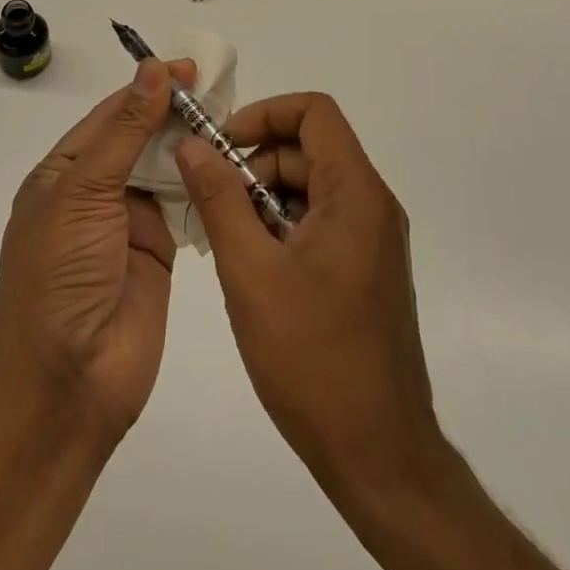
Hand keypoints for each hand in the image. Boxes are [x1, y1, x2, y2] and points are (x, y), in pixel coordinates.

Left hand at [0, 57, 195, 439]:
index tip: (189, 68)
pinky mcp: (160, 251)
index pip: (111, 114)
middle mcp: (96, 191)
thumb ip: (124, 131)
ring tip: (234, 119)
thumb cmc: (60, 274)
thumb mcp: (83, 192)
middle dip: (175, 114)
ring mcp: (129, 222)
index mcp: (64, 172)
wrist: (67, 382)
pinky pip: (185, 207)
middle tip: (223, 90)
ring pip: (166, 170)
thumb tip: (151, 70)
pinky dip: (205, 185)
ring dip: (193, 146)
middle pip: (140, 139)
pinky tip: (232, 163)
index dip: (147, 89)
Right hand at [174, 93, 441, 504]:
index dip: (264, 114)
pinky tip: (252, 266)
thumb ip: (219, 198)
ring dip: (263, 198)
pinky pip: (319, 221)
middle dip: (255, 163)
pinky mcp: (365, 269)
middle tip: (213, 203)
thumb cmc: (313, 359)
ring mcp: (372, 240)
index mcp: (356, 194)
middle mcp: (372, 206)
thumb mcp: (250, 271)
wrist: (378, 457)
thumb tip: (190, 144)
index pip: (314, 112)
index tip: (222, 146)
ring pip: (310, 187)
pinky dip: (281, 226)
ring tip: (228, 241)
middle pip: (308, 149)